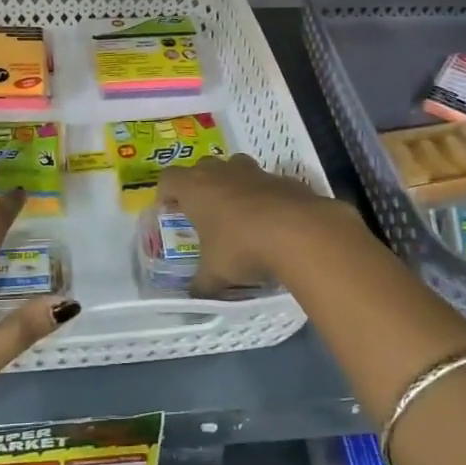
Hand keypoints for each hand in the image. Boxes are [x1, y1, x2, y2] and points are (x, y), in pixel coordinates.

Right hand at [157, 154, 363, 292]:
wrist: (299, 232)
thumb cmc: (242, 247)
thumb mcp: (215, 274)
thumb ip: (201, 284)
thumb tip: (193, 296)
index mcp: (195, 188)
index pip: (168, 179)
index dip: (166, 193)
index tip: (170, 211)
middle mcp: (222, 172)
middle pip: (202, 168)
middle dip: (200, 187)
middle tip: (203, 213)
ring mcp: (255, 172)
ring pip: (235, 168)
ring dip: (232, 186)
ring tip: (237, 215)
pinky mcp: (283, 179)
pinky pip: (266, 184)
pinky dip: (264, 197)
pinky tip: (271, 223)